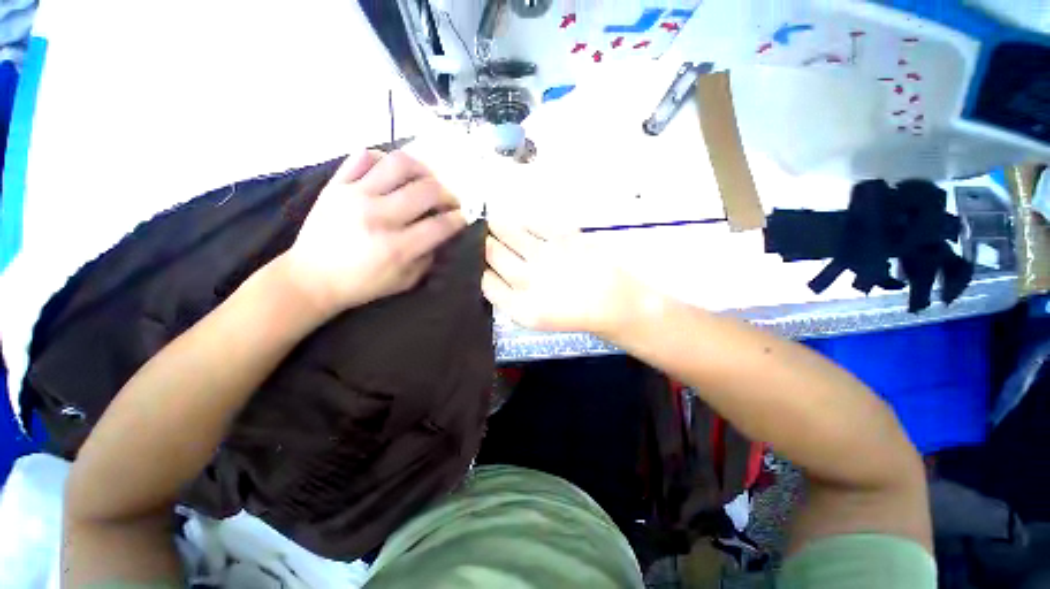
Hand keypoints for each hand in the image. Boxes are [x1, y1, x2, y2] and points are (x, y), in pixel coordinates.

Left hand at [279, 150, 465, 317]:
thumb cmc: (363, 284)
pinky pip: (365, 156)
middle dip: (448, 195)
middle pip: (428, 190)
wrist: (312, 278)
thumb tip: (443, 233)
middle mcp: (379, 216)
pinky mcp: (337, 184)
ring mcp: (355, 195)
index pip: (441, 224)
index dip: (459, 220)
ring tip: (426, 181)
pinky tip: (393, 173)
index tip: (462, 219)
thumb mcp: (405, 281)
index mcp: (397, 247)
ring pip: (400, 163)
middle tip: (449, 203)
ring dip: (423, 170)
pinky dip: (385, 159)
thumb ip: (429, 257)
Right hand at [482, 221, 641, 334]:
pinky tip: (521, 223)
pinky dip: (523, 221)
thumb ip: (509, 299)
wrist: (611, 302)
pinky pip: (534, 222)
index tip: (483, 265)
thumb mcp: (534, 320)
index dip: (481, 271)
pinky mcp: (563, 237)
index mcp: (520, 308)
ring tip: (493, 223)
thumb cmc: (571, 314)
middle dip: (484, 245)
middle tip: (484, 240)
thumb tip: (491, 273)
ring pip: (507, 233)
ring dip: (496, 227)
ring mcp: (546, 255)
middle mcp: (528, 280)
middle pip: (492, 254)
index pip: (486, 282)